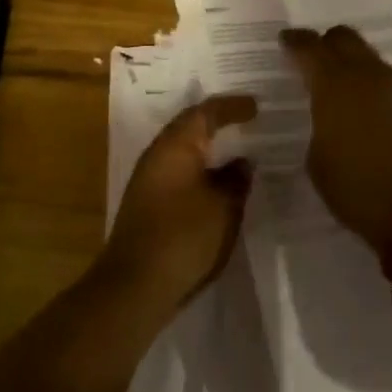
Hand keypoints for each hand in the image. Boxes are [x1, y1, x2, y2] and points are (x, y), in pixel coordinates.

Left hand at [100, 95, 257, 309]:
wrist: (135, 285)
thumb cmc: (184, 236)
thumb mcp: (224, 207)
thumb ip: (236, 179)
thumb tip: (243, 161)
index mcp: (176, 145)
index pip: (205, 112)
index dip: (232, 107)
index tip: (256, 107)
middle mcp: (157, 154)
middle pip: (189, 127)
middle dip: (217, 122)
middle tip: (246, 121)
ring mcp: (148, 179)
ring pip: (182, 150)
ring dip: (207, 148)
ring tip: (235, 150)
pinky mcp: (147, 203)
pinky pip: (178, 171)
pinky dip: (199, 169)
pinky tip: (215, 183)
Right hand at [280, 26, 391, 253]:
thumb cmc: (362, 194)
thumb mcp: (319, 163)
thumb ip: (321, 127)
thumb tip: (330, 117)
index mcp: (336, 87)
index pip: (310, 48)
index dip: (296, 41)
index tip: (287, 40)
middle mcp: (373, 77)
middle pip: (348, 40)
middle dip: (330, 44)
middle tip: (321, 58)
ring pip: (379, 67)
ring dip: (364, 78)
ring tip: (360, 107)